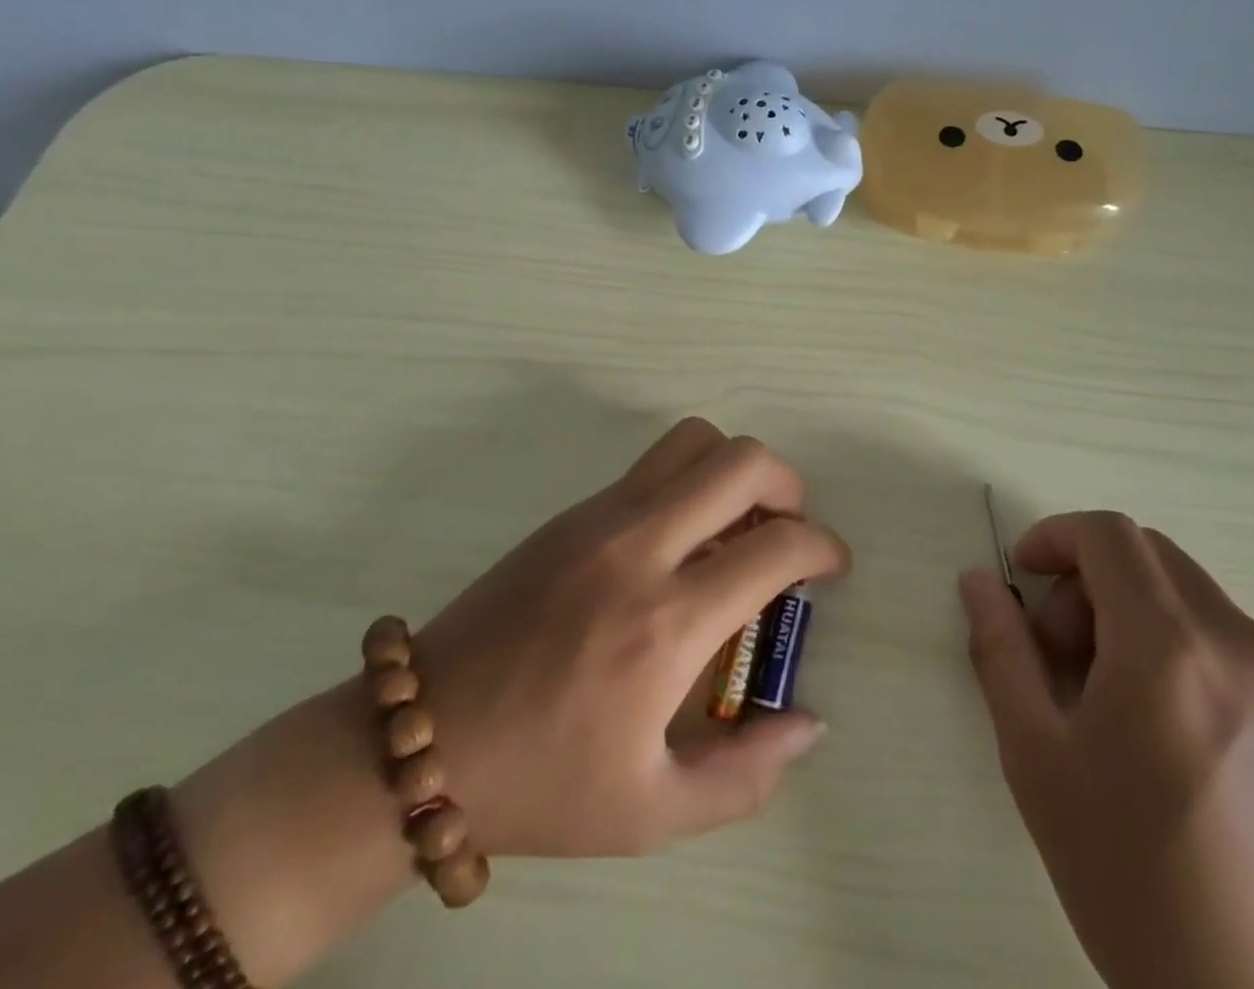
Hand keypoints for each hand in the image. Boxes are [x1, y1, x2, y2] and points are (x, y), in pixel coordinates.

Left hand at [412, 418, 848, 856]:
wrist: (421, 738)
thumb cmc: (542, 781)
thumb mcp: (653, 812)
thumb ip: (747, 774)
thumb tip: (808, 722)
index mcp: (667, 622)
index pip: (777, 546)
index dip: (823, 547)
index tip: (832, 566)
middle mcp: (640, 548)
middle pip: (742, 461)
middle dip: (788, 485)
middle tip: (789, 530)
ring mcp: (601, 518)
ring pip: (694, 440)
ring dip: (735, 469)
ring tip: (739, 523)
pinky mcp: (572, 511)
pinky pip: (652, 466)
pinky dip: (690, 482)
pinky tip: (681, 540)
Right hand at [960, 513, 1253, 988]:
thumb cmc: (1135, 880)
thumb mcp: (1037, 758)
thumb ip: (1000, 650)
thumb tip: (980, 581)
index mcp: (1170, 645)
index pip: (1107, 534)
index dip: (1054, 537)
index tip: (1023, 578)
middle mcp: (1241, 642)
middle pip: (1147, 557)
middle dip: (1088, 582)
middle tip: (1060, 656)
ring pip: (1188, 596)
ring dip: (1133, 616)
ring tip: (1110, 704)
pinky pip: (1230, 642)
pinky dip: (1180, 648)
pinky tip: (1167, 735)